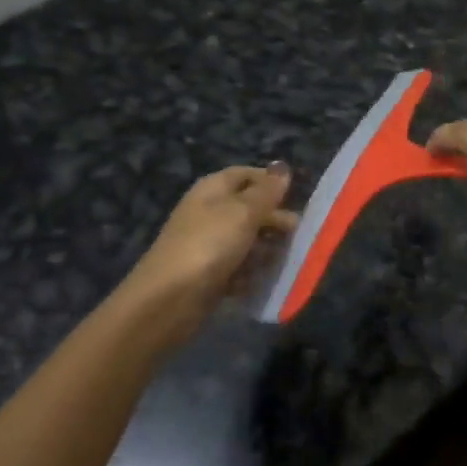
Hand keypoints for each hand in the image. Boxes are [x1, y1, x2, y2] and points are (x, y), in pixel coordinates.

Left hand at [128, 165, 297, 322]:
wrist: (168, 298)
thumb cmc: (209, 244)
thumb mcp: (243, 212)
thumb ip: (266, 192)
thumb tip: (282, 167)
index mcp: (213, 189)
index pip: (245, 174)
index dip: (270, 182)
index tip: (296, 196)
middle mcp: (209, 212)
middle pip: (248, 209)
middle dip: (274, 220)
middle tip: (297, 234)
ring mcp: (208, 245)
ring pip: (246, 240)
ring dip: (266, 249)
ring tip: (284, 260)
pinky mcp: (209, 274)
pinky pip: (238, 268)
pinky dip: (251, 273)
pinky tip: (263, 281)